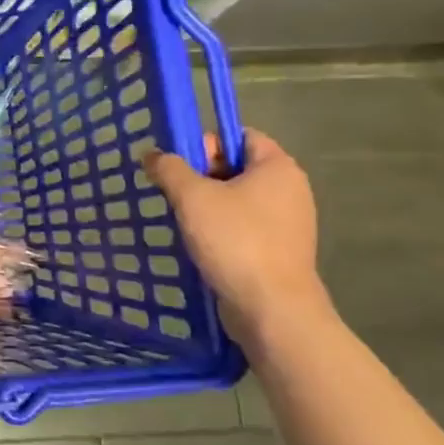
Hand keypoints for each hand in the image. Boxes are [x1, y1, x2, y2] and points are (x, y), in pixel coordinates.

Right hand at [143, 129, 331, 344]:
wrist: (271, 308)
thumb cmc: (235, 241)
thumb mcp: (192, 197)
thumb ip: (169, 169)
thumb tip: (153, 155)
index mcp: (278, 167)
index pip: (240, 136)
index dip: (207, 143)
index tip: (181, 165)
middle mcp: (290, 190)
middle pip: (238, 167)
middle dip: (202, 176)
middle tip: (175, 194)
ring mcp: (288, 223)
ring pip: (238, 200)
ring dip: (207, 206)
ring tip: (182, 221)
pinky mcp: (280, 251)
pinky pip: (244, 227)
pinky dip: (221, 231)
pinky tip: (199, 245)